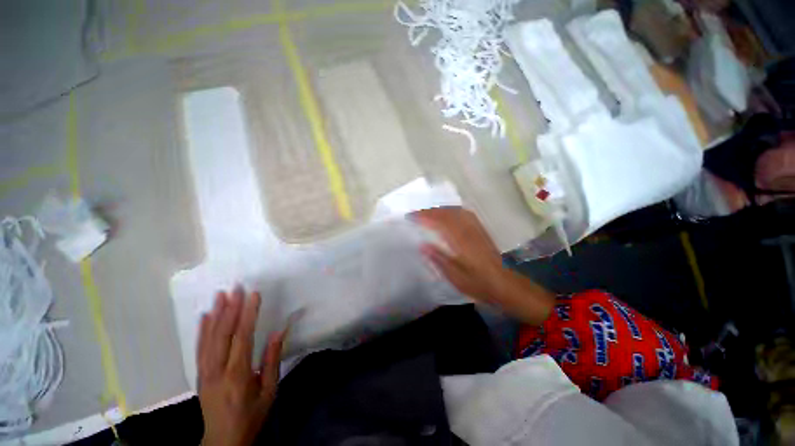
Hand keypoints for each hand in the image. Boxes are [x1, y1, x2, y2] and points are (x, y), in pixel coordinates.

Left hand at [198, 287, 285, 445]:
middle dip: (231, 309)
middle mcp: (217, 370)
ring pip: (209, 339)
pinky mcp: (199, 374)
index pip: (242, 338)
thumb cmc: (251, 415)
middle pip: (223, 335)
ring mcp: (205, 372)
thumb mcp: (269, 391)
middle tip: (237, 288)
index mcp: (237, 375)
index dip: (248, 315)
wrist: (222, 440)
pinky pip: (199, 349)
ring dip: (216, 315)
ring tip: (221, 295)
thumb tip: (278, 332)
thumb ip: (272, 361)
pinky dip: (202, 331)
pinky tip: (205, 316)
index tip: (254, 295)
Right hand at [412, 207, 504, 302]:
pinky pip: (464, 213)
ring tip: (428, 212)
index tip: (410, 216)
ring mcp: (476, 228)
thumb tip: (422, 245)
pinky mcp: (481, 230)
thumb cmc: (478, 283)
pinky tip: (448, 214)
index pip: (439, 222)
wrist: (504, 284)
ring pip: (455, 211)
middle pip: (446, 213)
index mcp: (460, 241)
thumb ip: (438, 259)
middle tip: (415, 214)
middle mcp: (468, 230)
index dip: (423, 216)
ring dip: (440, 209)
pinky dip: (452, 210)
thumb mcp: (455, 277)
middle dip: (429, 211)